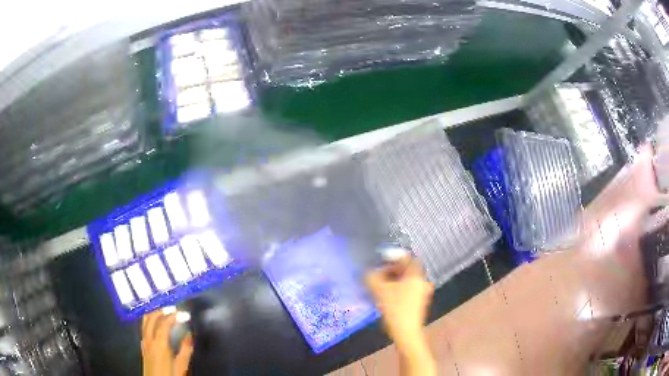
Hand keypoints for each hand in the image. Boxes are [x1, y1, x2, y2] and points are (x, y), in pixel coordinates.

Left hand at [142, 310, 192, 375]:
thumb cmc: (170, 375)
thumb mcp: (181, 366)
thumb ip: (185, 350)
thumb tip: (189, 335)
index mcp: (159, 344)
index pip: (164, 323)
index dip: (174, 316)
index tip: (183, 313)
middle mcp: (149, 340)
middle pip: (151, 318)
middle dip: (161, 311)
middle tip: (172, 308)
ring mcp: (144, 342)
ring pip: (145, 321)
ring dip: (153, 314)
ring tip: (163, 312)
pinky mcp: (143, 346)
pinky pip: (144, 328)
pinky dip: (150, 321)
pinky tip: (155, 325)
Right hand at [366, 255, 434, 375]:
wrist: (406, 332)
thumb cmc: (395, 309)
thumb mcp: (379, 291)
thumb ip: (372, 277)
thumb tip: (369, 272)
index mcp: (416, 275)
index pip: (407, 258)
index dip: (394, 257)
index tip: (381, 261)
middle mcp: (422, 282)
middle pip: (407, 269)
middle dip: (391, 270)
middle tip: (378, 274)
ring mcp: (422, 293)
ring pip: (406, 281)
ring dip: (393, 280)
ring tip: (379, 286)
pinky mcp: (418, 303)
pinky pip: (407, 290)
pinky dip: (397, 289)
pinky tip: (386, 296)